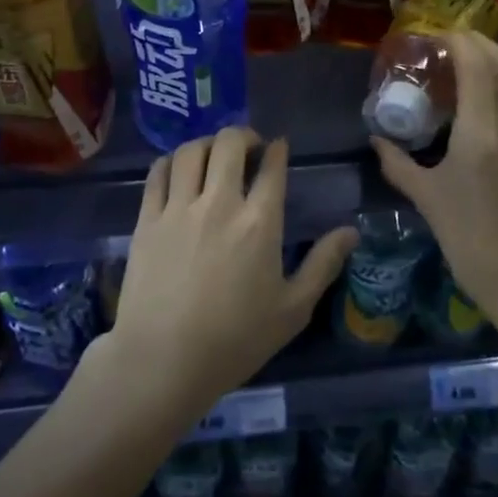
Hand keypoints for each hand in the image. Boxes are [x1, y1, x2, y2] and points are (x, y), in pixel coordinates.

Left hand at [108, 128, 357, 419]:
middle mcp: (219, 202)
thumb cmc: (234, 340)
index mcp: (260, 222)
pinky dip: (171, 162)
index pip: (271, 167)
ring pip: (190, 151)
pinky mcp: (147, 219)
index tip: (278, 147)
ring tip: (213, 154)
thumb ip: (323, 265)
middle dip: (243, 135)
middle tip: (249, 147)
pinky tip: (177, 170)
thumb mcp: (292, 310)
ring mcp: (179, 207)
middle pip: (229, 143)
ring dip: (207, 143)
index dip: (277, 149)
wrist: (162, 361)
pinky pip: (158, 173)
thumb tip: (351, 231)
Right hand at [372, 32, 497, 322]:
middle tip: (458, 42)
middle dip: (483, 44)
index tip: (442, 35)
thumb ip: (398, 163)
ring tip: (483, 58)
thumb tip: (376, 139)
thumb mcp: (427, 199)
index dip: (461, 42)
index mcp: (482, 135)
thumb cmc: (469, 240)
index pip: (478, 67)